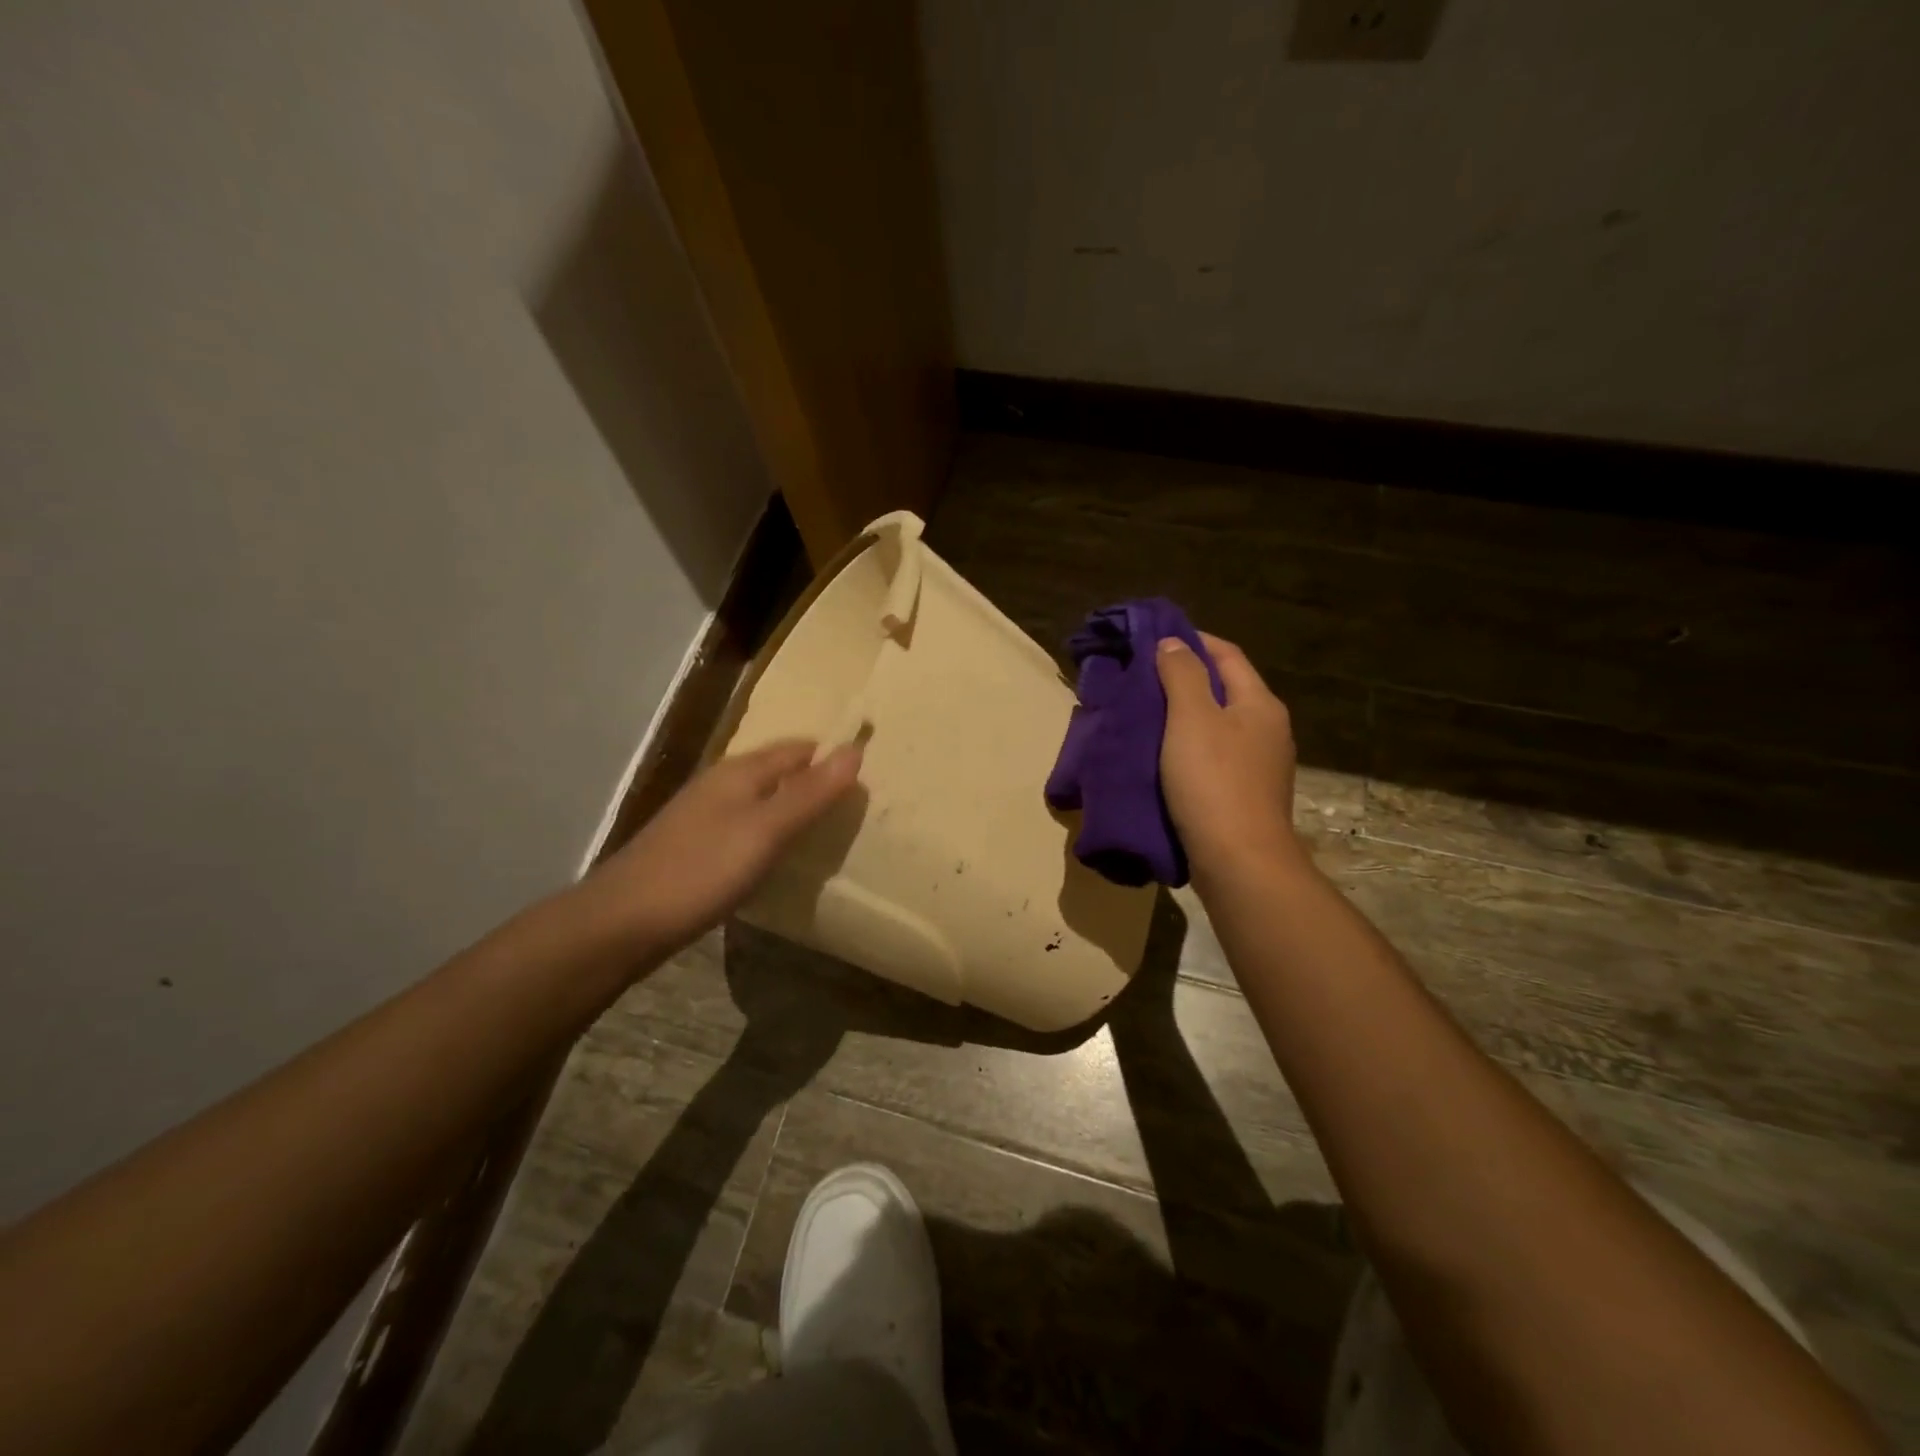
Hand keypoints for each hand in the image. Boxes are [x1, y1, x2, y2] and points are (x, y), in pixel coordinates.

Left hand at [594, 740, 862, 954]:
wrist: (623, 922)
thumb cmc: (701, 870)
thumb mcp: (765, 831)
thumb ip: (810, 793)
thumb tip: (855, 749)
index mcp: (740, 771)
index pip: (799, 749)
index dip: (832, 757)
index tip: (870, 776)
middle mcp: (722, 784)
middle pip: (779, 771)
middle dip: (815, 781)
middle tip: (858, 807)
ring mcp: (705, 816)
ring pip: (762, 800)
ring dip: (794, 809)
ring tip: (830, 831)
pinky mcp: (697, 848)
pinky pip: (747, 827)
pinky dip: (772, 833)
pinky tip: (781, 857)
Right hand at [1156, 633, 1302, 883]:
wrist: (1239, 861)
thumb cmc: (1213, 782)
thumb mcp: (1191, 718)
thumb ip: (1182, 675)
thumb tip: (1174, 642)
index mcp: (1260, 703)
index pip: (1226, 654)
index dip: (1192, 640)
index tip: (1153, 638)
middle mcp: (1267, 729)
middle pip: (1224, 689)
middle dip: (1185, 678)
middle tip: (1142, 677)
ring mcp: (1260, 765)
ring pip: (1218, 725)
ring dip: (1185, 715)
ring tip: (1146, 715)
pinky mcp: (1245, 795)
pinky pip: (1215, 756)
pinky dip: (1188, 747)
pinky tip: (1162, 756)